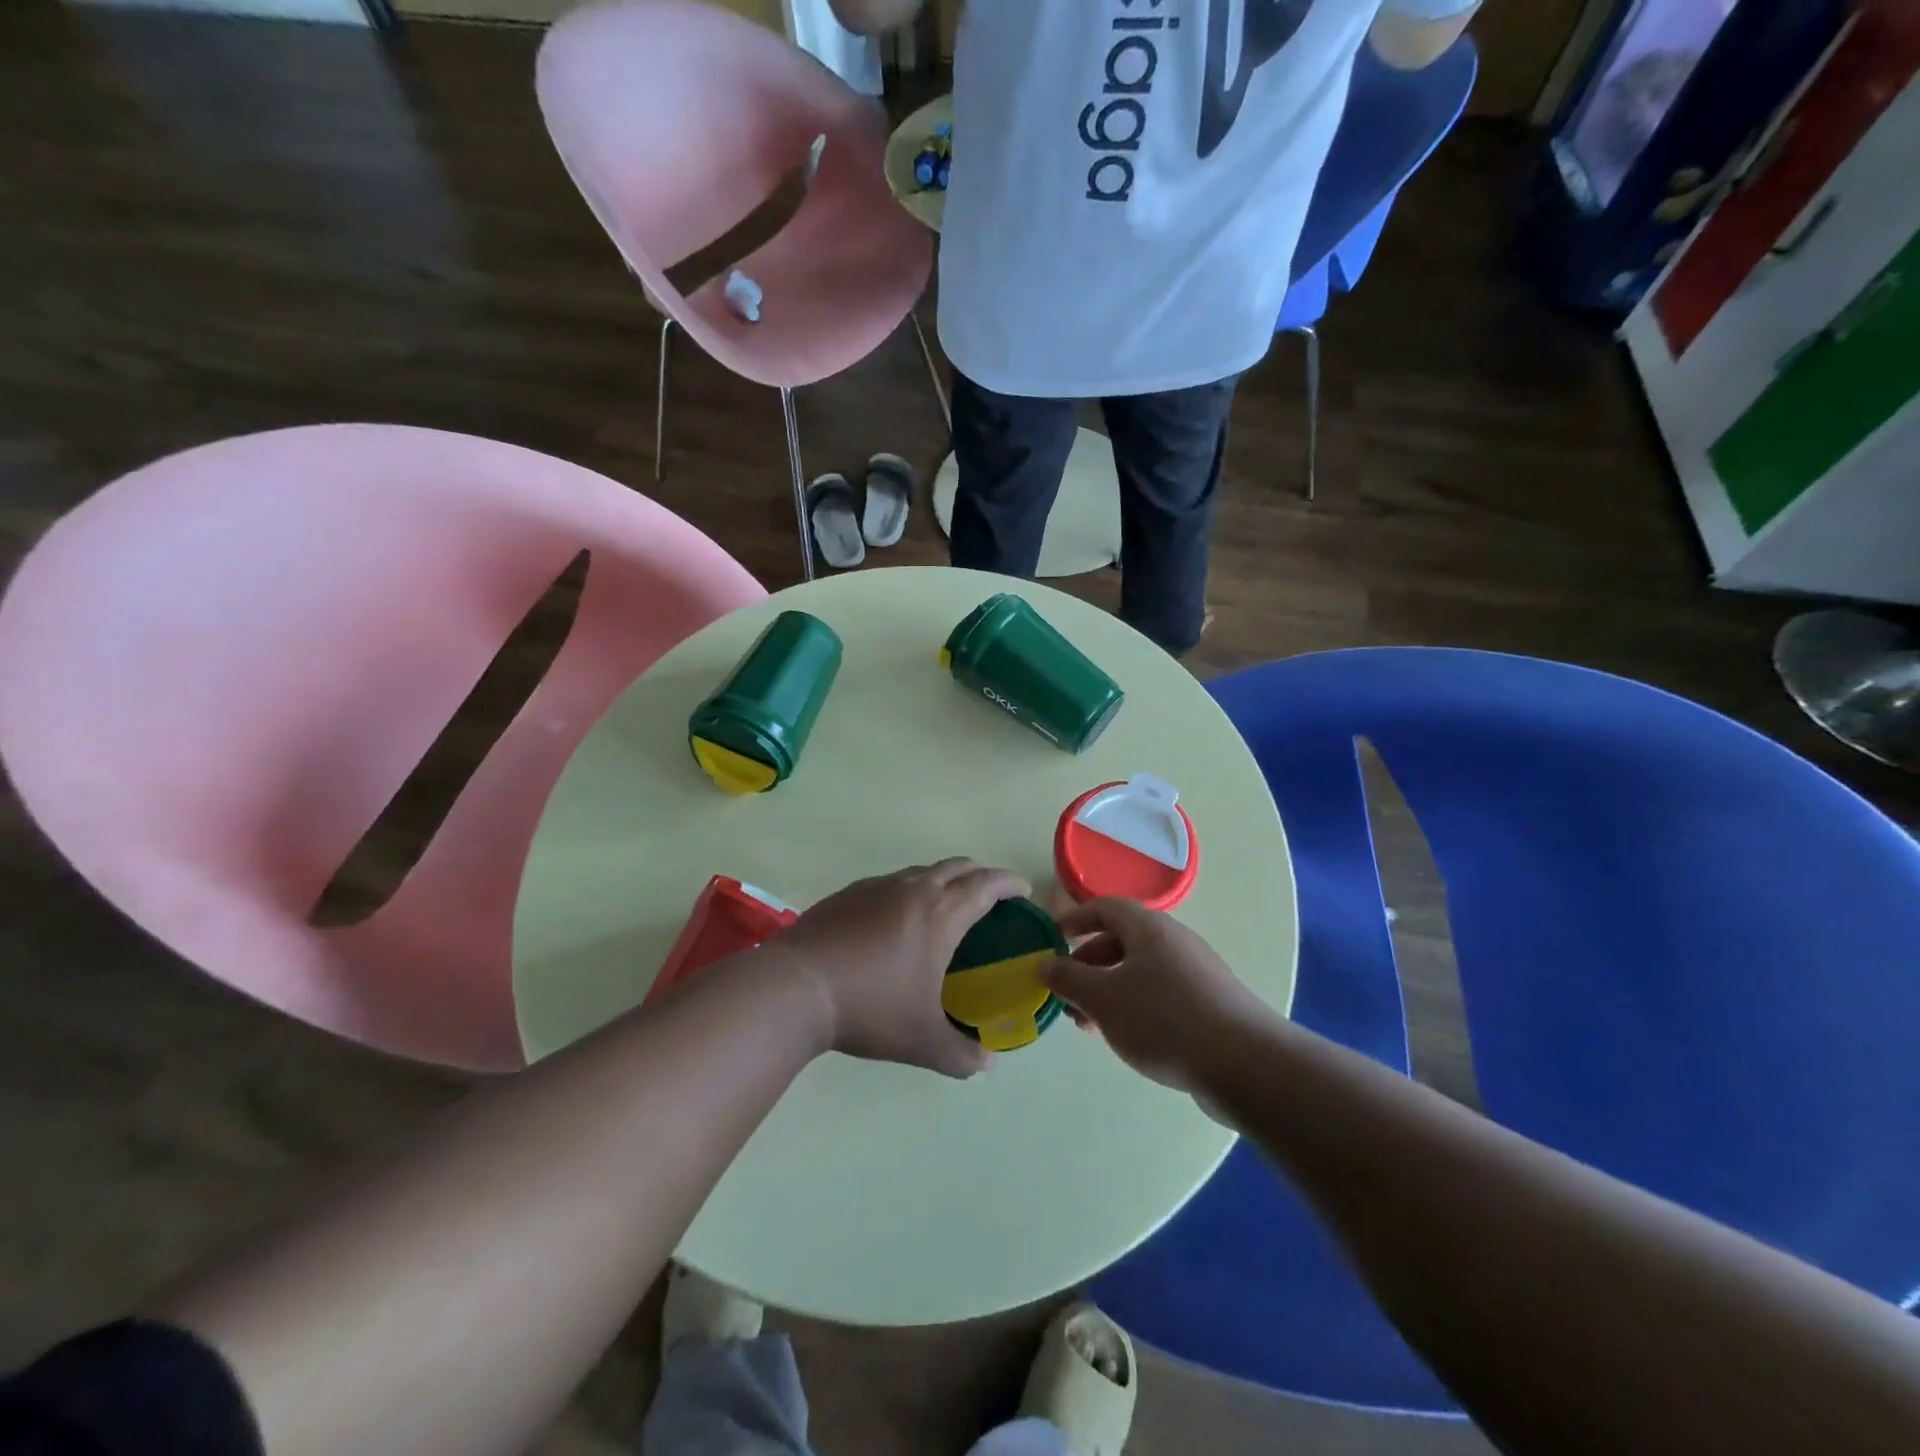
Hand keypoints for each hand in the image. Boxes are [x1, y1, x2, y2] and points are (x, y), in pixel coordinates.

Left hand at [778, 860, 1029, 1077]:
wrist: (797, 987)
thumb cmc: (870, 1009)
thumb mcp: (923, 1042)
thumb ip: (962, 1055)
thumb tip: (987, 1064)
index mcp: (941, 914)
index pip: (986, 885)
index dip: (1009, 883)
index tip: (1022, 890)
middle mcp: (913, 890)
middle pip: (957, 867)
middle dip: (979, 874)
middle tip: (989, 896)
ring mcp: (877, 887)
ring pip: (921, 871)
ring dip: (942, 880)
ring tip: (944, 906)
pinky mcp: (848, 893)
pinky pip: (890, 882)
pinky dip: (907, 890)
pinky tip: (895, 919)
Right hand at [1043, 898, 1270, 1091]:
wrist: (1245, 1064)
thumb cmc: (1164, 1020)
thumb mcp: (1103, 999)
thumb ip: (1068, 979)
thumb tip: (1044, 963)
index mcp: (1148, 929)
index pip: (1106, 907)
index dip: (1076, 918)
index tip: (1053, 938)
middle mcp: (1173, 941)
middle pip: (1122, 940)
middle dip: (1088, 964)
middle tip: (1066, 993)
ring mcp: (1195, 973)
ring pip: (1140, 971)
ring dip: (1108, 990)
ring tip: (1088, 1024)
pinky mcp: (1209, 1004)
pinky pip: (1160, 994)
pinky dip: (1134, 1006)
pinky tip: (1126, 1037)